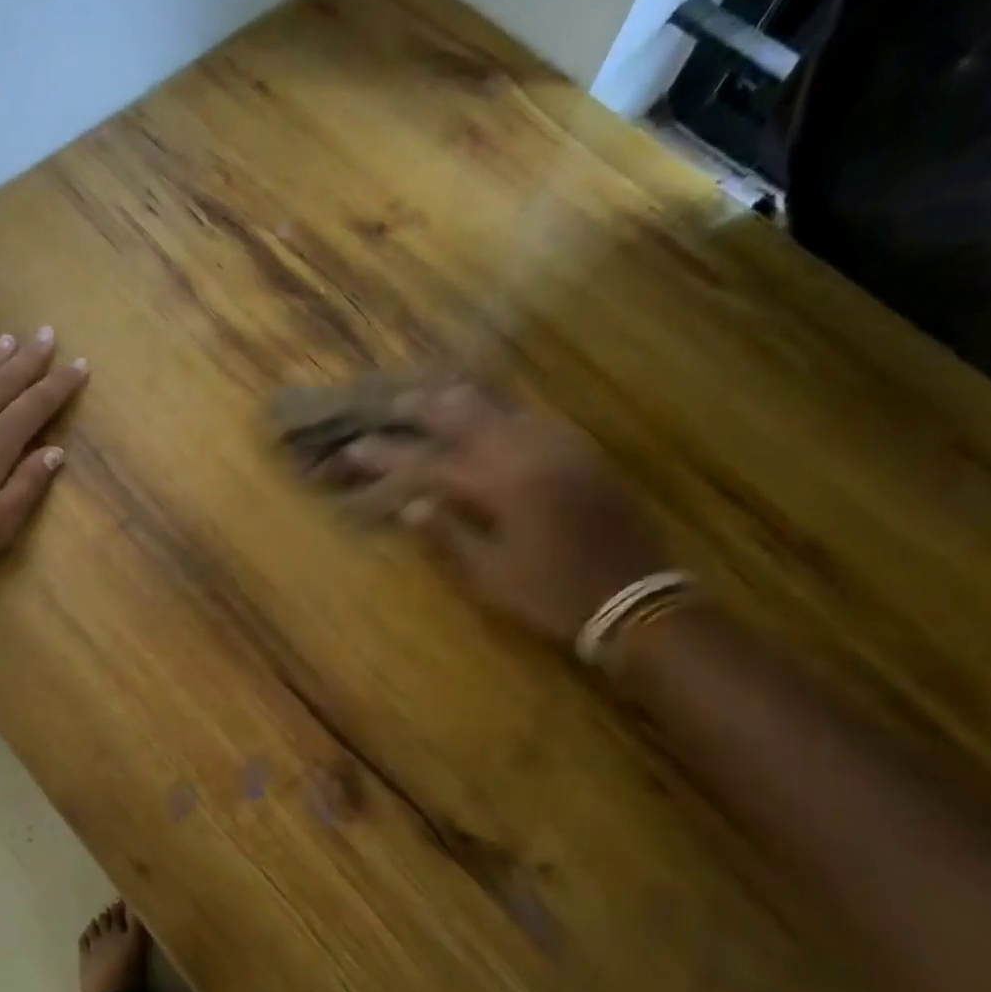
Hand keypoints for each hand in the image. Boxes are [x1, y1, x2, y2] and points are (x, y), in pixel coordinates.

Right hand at [333, 382, 666, 642]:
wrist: (634, 599)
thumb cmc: (551, 595)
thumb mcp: (489, 576)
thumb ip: (447, 536)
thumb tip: (411, 506)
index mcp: (502, 485)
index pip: (431, 462)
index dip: (390, 456)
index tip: (355, 449)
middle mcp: (530, 454)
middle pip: (470, 417)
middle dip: (427, 408)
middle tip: (395, 401)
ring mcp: (561, 450)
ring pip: (506, 410)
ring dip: (468, 400)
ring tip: (438, 392)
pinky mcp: (582, 456)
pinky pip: (536, 419)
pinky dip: (506, 411)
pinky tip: (496, 413)